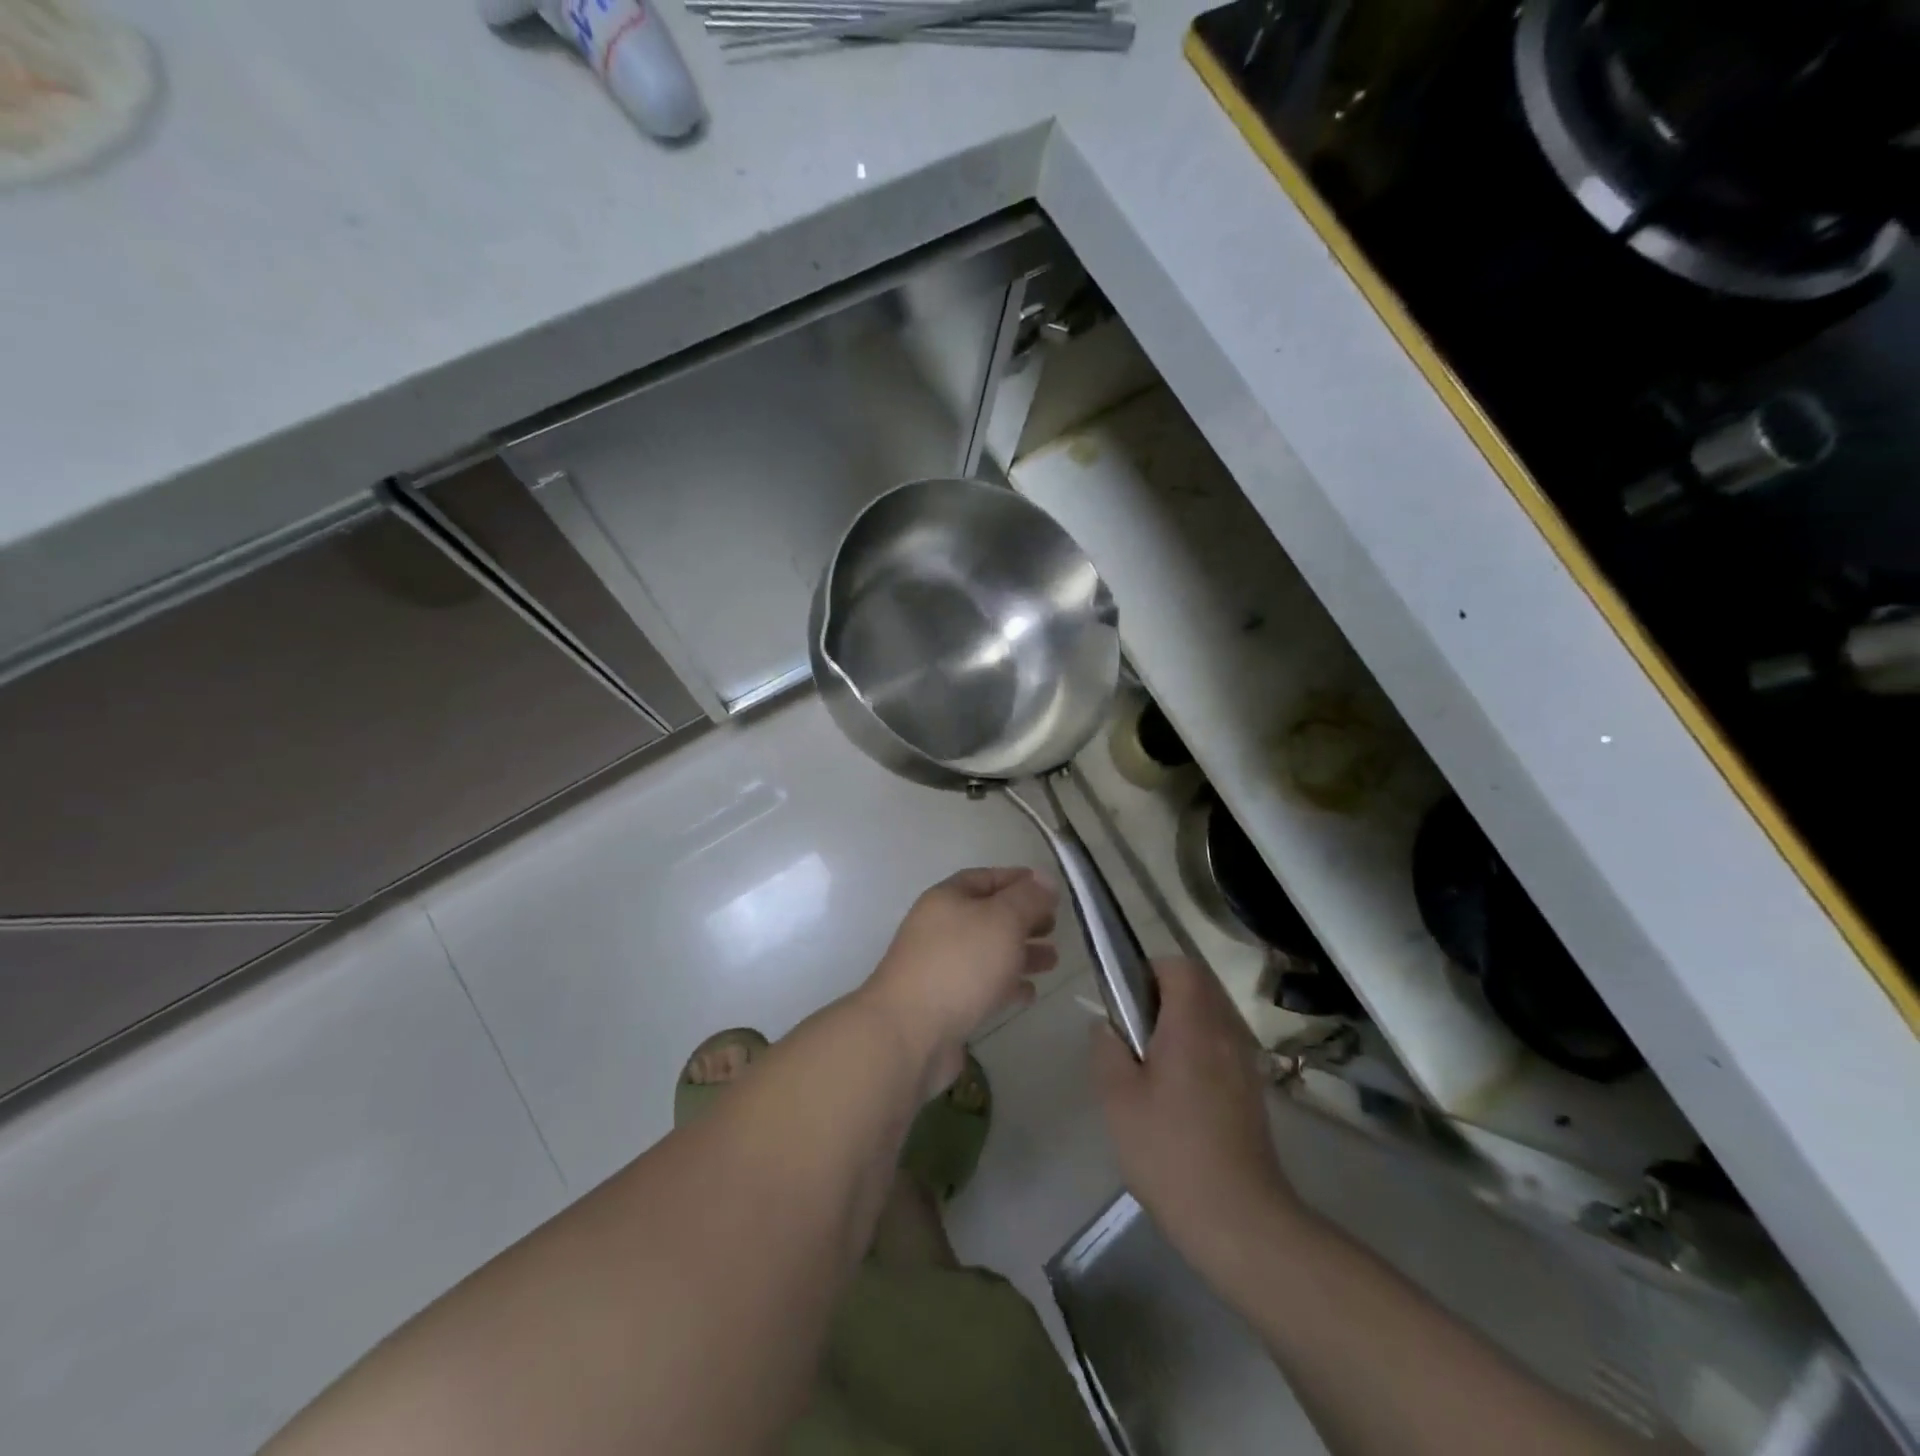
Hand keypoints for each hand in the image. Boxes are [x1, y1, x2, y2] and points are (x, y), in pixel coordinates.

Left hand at [862, 868, 1059, 1090]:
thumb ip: (1028, 898)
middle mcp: (940, 928)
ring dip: (1020, 953)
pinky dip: (1006, 985)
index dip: (1019, 880)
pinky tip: (1029, 993)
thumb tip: (1045, 879)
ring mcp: (940, 967)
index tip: (1050, 890)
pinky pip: (982, 986)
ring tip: (1053, 961)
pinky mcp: (945, 1003)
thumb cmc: (960, 964)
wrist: (910, 1032)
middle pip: (988, 915)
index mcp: (948, 898)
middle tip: (1055, 927)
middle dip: (1023, 919)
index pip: (986, 878)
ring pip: (988, 952)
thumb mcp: (1002, 920)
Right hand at [1092, 959, 1299, 1278]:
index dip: (1149, 970)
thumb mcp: (1118, 1099)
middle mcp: (1225, 1032)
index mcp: (1193, 1024)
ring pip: (1211, 1015)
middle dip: (1164, 995)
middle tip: (1133, 1031)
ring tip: (1151, 1062)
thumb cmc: (1170, 1152)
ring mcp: (1244, 1061)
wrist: (1238, 1219)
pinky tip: (1177, 1091)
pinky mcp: (1252, 1090)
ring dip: (1182, 1022)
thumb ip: (1107, 1049)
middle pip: (1199, 986)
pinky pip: (1222, 1045)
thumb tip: (1107, 1025)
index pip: (1179, 966)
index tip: (1126, 998)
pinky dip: (1199, 1048)